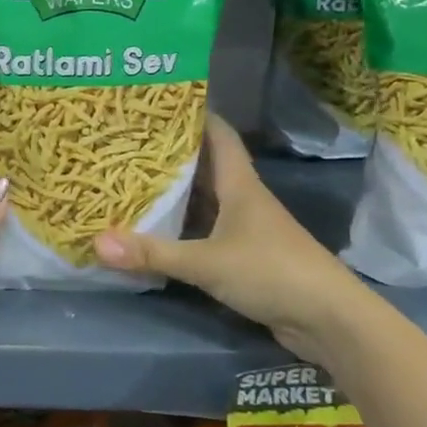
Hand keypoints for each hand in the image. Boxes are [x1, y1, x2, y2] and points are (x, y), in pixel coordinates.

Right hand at [93, 114, 366, 360]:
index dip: (193, 114)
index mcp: (239, 185)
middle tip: (127, 143)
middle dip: (169, 153)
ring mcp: (245, 230)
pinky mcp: (244, 257)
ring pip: (203, 201)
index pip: (218, 134)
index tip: (157, 104)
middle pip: (204, 166)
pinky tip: (153, 231)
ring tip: (129, 180)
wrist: (331, 322)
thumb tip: (96, 243)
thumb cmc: (273, 272)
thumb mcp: (207, 262)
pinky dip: (180, 228)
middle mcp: (242, 200)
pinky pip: (204, 232)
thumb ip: (153, 253)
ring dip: (173, 193)